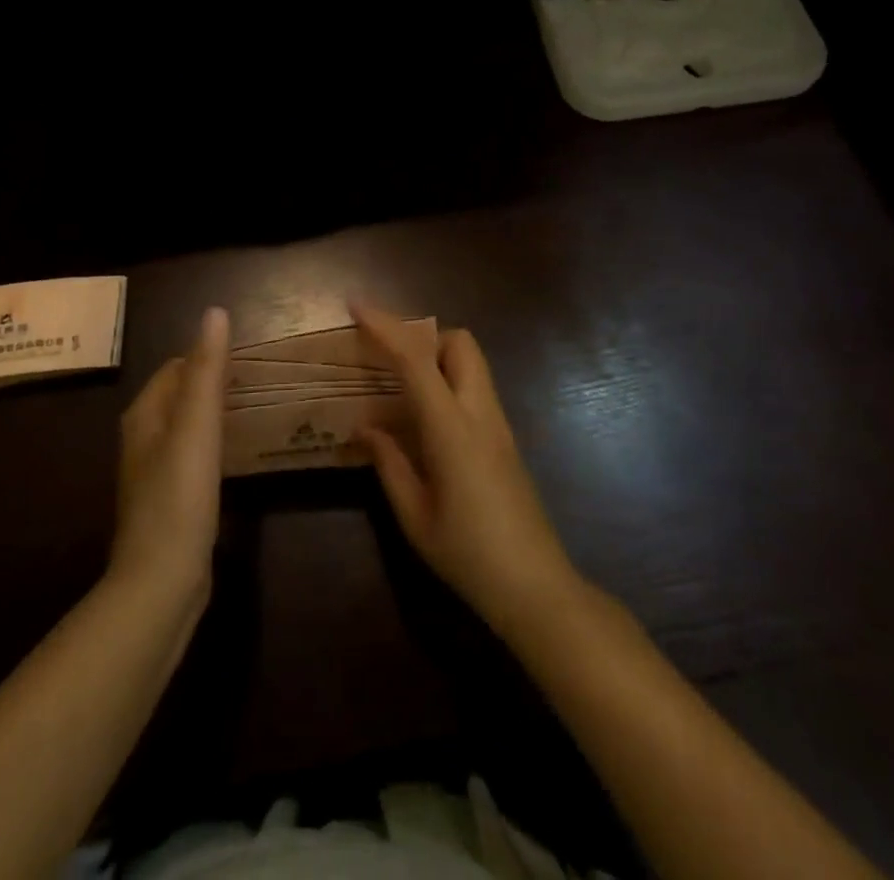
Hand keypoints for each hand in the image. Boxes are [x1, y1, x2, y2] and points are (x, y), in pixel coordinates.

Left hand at [110, 306, 228, 607]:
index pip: (176, 368)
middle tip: (258, 383)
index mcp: (144, 415)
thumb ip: (207, 370)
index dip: (207, 358)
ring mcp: (154, 474)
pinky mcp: (170, 503)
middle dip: (213, 385)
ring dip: (215, 415)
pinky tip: (236, 457)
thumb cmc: (178, 497)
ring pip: (187, 428)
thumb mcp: (197, 426)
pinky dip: (214, 447)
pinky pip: (194, 458)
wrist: (160, 582)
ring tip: (253, 412)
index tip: (247, 358)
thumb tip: (215, 312)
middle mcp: (143, 439)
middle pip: (180, 396)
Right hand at [354, 303, 583, 638]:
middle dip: (423, 335)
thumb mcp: (414, 516)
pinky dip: (448, 380)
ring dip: (437, 355)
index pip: (417, 360)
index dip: (386, 327)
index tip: (357, 307)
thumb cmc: (468, 555)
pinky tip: (425, 416)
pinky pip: (475, 387)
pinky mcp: (506, 437)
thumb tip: (365, 427)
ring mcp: (499, 423)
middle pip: (460, 342)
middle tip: (388, 358)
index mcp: (452, 429)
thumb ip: (388, 463)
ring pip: (472, 362)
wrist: (536, 587)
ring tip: (400, 384)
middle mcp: (480, 413)